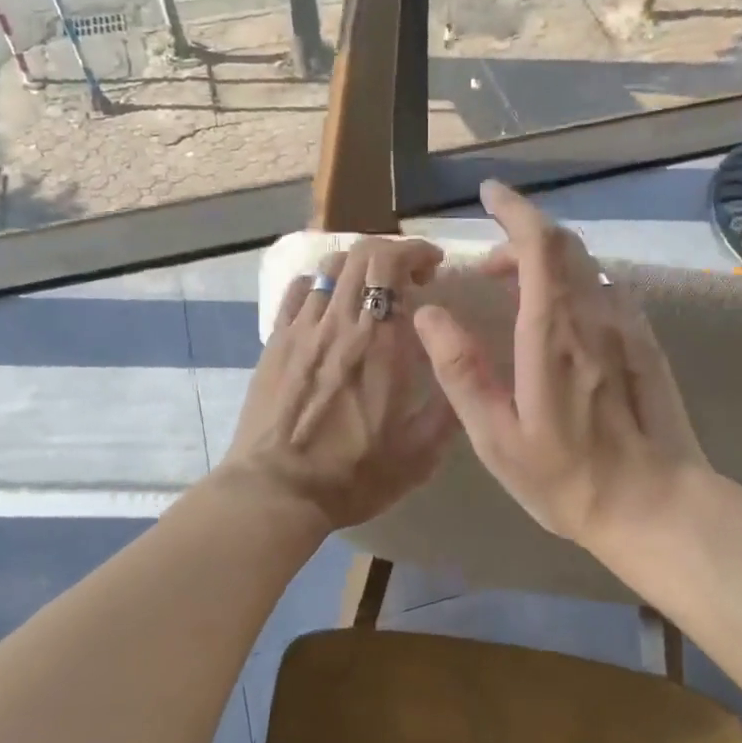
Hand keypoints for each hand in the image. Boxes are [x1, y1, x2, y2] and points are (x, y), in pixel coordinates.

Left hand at [220, 236, 456, 531]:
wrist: (277, 491)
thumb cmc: (353, 474)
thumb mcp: (419, 453)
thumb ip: (449, 406)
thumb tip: (467, 368)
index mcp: (378, 342)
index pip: (391, 264)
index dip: (415, 252)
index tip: (433, 267)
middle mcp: (338, 323)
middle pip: (360, 254)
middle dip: (391, 253)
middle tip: (409, 279)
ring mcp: (300, 329)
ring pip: (327, 268)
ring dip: (357, 267)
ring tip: (371, 291)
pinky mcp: (274, 343)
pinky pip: (296, 292)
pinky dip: (319, 284)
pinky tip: (329, 306)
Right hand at [412, 180, 711, 557]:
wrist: (656, 506)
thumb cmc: (567, 478)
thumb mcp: (497, 438)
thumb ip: (461, 372)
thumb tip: (429, 315)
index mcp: (552, 334)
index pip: (538, 245)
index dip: (515, 210)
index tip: (490, 194)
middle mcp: (594, 317)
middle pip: (564, 247)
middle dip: (523, 238)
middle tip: (488, 269)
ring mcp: (627, 328)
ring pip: (587, 267)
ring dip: (548, 263)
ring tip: (516, 292)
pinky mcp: (646, 345)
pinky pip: (607, 292)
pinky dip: (576, 285)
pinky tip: (562, 317)